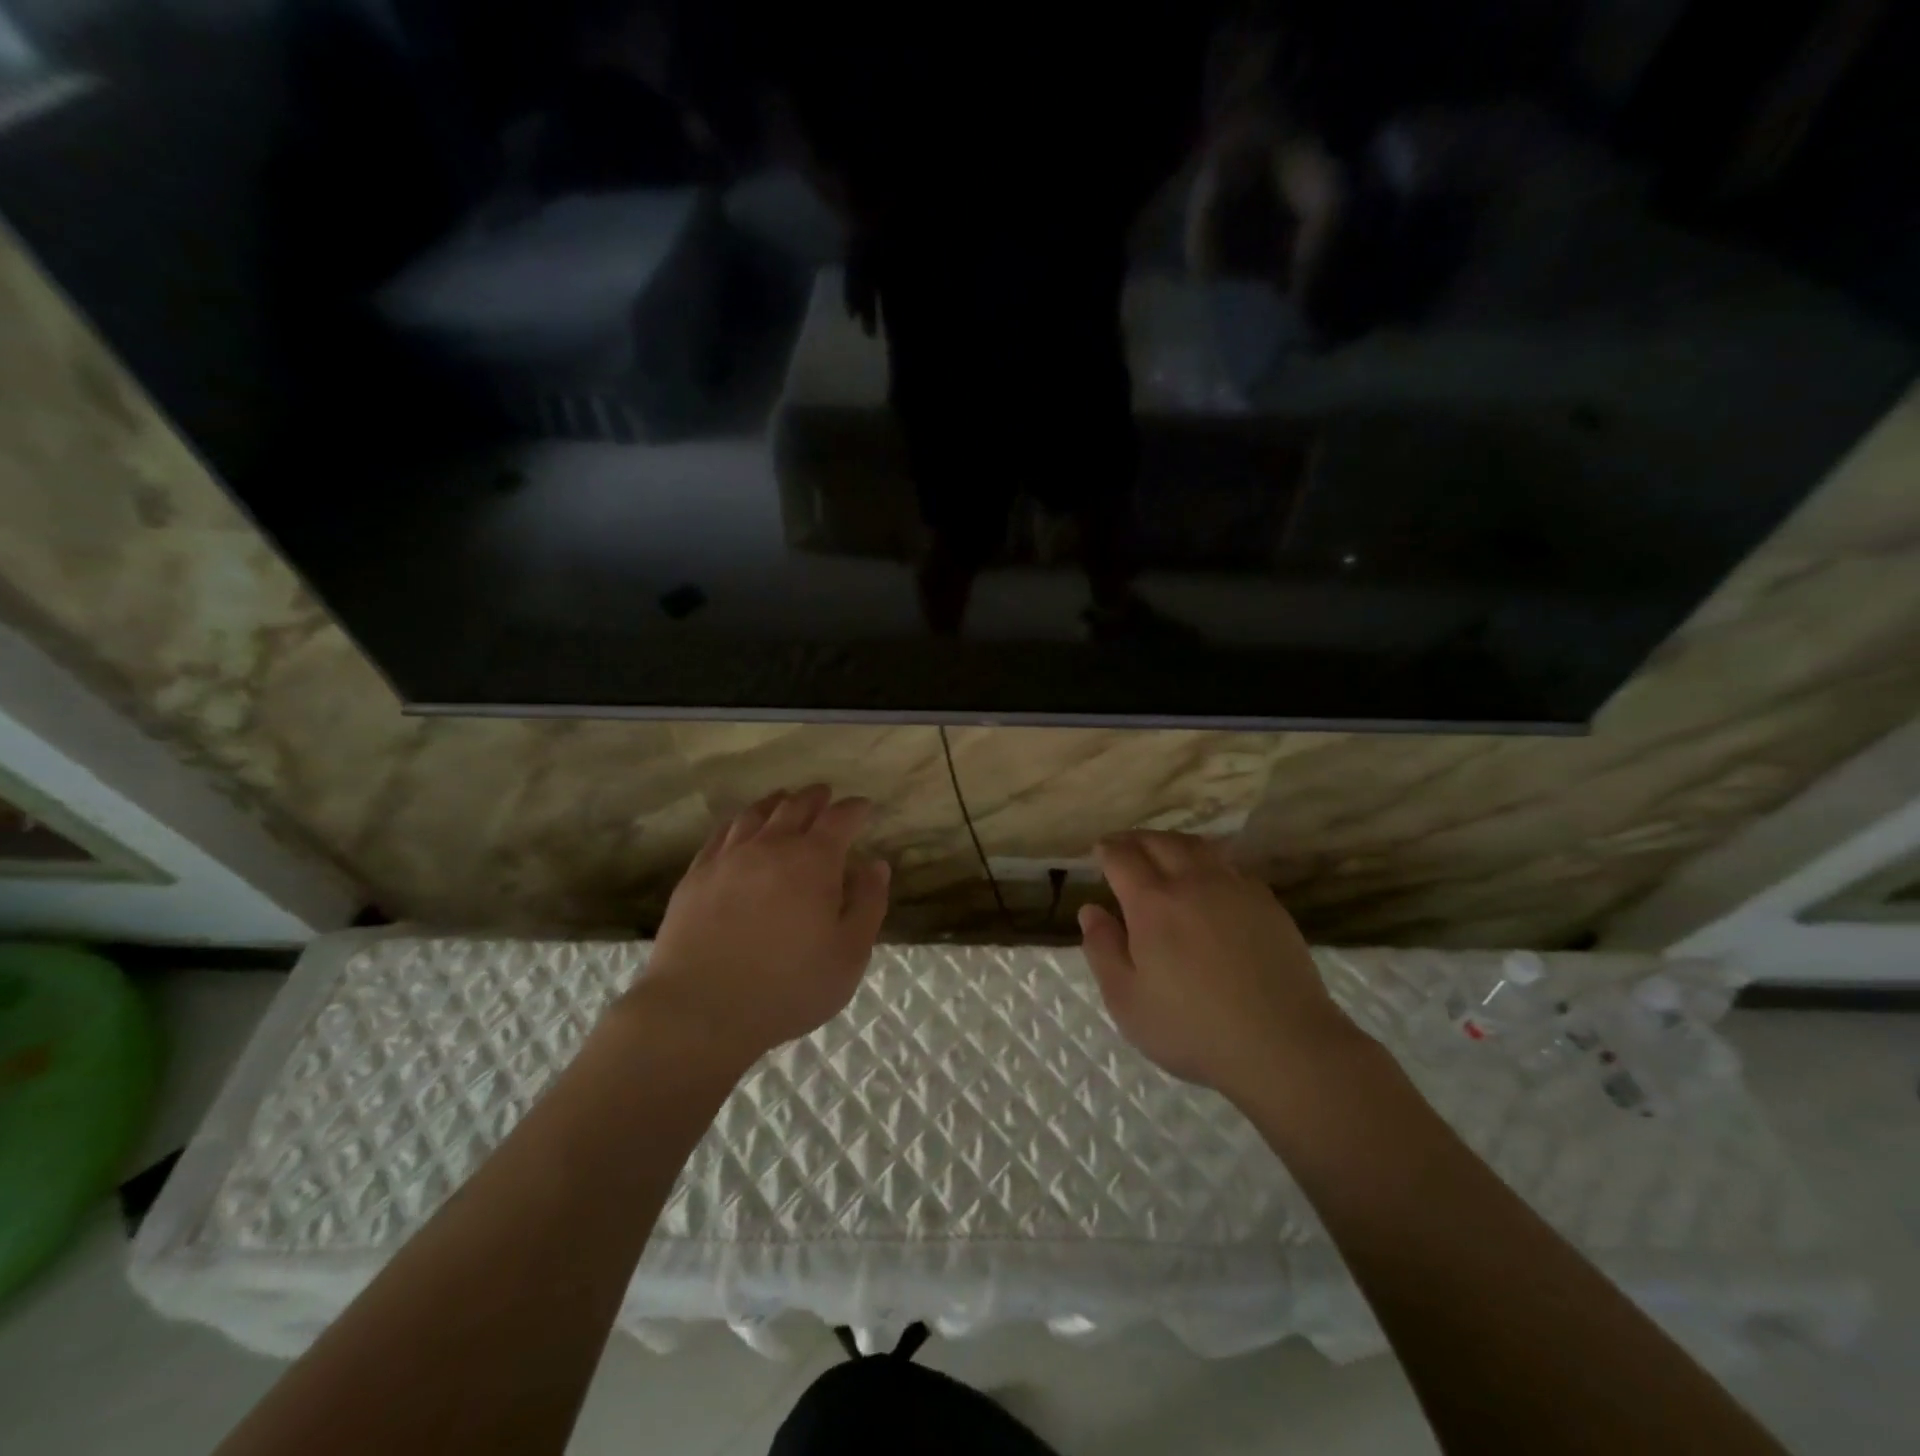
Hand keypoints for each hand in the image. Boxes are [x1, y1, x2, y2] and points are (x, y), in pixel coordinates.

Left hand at [627, 786, 890, 1067]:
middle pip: (795, 806)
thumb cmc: (788, 986)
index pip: (839, 819)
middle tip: (825, 795)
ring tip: (784, 800)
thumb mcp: (848, 954)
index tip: (863, 807)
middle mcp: (771, 846)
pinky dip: (739, 822)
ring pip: (756, 814)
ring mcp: (729, 858)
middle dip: (815, 797)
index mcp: (814, 860)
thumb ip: (868, 904)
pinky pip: (721, 834)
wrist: (700, 1009)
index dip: (854, 809)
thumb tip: (876, 865)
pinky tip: (740, 829)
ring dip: (776, 802)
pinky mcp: (697, 875)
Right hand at [1078, 831, 1360, 1101]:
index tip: (1098, 852)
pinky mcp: (1266, 902)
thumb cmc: (1193, 1028)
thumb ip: (1102, 950)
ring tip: (1162, 852)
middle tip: (1124, 846)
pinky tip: (1207, 880)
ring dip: (1172, 842)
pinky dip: (1207, 861)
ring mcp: (1234, 888)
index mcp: (1152, 903)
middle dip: (1135, 839)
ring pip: (1198, 846)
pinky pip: (1229, 865)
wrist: (1283, 1044)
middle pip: (1160, 841)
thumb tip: (1091, 910)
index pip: (1122, 857)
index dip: (1106, 849)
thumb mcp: (1127, 1000)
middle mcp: (1192, 882)